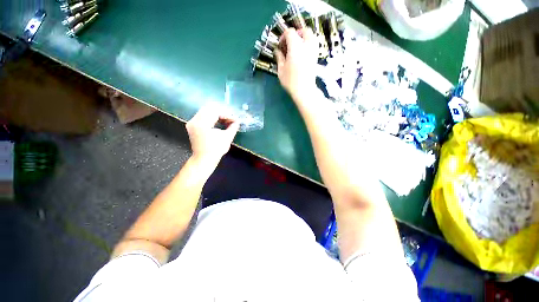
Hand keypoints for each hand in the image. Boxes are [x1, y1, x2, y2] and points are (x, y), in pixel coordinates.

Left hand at [186, 105, 239, 166]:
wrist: (204, 159)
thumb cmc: (216, 150)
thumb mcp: (227, 137)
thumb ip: (233, 127)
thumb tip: (237, 121)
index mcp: (202, 124)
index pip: (216, 112)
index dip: (227, 115)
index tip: (235, 119)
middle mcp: (194, 121)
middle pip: (209, 109)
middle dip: (222, 113)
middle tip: (231, 119)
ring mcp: (192, 123)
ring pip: (205, 111)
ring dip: (217, 114)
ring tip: (226, 121)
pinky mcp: (192, 126)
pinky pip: (202, 116)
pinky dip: (212, 117)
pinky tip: (219, 122)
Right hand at [274, 28, 317, 98]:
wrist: (304, 90)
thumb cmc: (291, 81)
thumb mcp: (281, 70)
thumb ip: (279, 57)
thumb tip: (277, 51)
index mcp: (295, 46)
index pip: (290, 32)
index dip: (283, 36)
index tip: (280, 45)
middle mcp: (306, 45)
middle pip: (303, 30)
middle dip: (296, 34)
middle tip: (289, 43)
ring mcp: (313, 50)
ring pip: (311, 35)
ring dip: (303, 37)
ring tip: (297, 46)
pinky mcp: (316, 57)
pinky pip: (314, 43)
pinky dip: (308, 43)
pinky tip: (303, 52)